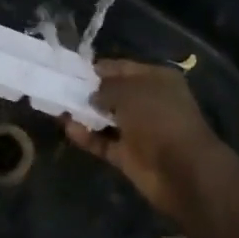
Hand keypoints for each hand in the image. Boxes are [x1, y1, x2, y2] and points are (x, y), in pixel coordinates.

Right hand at [63, 59, 234, 217]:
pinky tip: (67, 128)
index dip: (98, 68)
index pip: (122, 68)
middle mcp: (148, 102)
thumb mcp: (129, 92)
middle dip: (88, 91)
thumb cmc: (158, 118)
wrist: (182, 170)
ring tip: (56, 106)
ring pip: (106, 118)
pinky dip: (87, 136)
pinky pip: (103, 142)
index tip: (72, 69)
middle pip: (113, 93)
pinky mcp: (128, 155)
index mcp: (156, 79)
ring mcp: (139, 130)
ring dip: (84, 114)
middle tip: (59, 87)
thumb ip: (105, 88)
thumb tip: (91, 95)